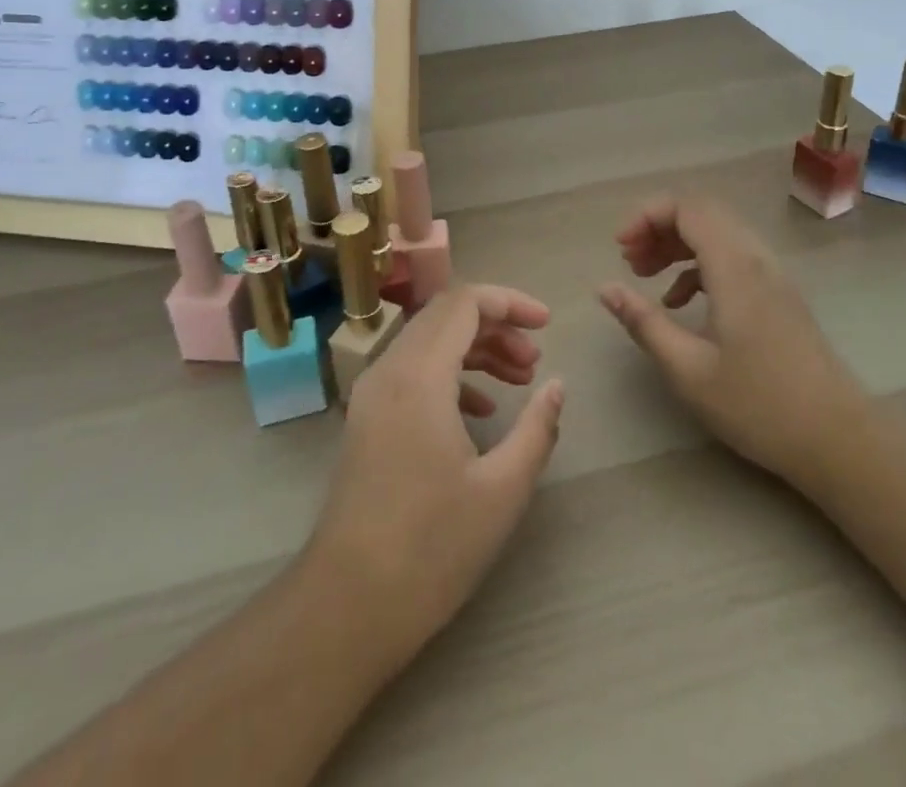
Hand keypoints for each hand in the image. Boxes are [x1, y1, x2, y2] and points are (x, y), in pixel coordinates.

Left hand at [309, 286, 563, 649]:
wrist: (348, 604)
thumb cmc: (432, 547)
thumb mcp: (502, 490)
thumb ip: (537, 428)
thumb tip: (557, 385)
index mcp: (419, 375)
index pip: (464, 302)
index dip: (509, 302)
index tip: (547, 324)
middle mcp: (389, 370)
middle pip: (445, 315)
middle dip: (496, 325)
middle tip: (534, 358)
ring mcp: (372, 394)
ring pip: (428, 341)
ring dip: (475, 348)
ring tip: (519, 379)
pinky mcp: (367, 418)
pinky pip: (412, 370)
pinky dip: (450, 373)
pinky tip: (481, 410)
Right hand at [599, 195, 859, 479]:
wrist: (840, 441)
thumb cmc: (759, 406)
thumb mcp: (688, 370)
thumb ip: (644, 323)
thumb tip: (605, 288)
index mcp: (734, 268)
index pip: (688, 208)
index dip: (647, 216)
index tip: (620, 248)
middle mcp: (756, 259)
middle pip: (703, 213)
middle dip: (659, 226)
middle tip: (629, 260)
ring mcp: (772, 276)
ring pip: (718, 234)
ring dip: (678, 244)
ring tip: (645, 274)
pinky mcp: (779, 296)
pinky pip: (732, 257)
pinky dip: (699, 265)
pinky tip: (680, 303)